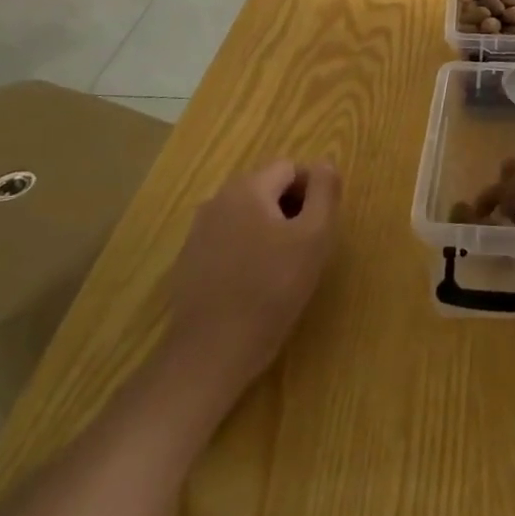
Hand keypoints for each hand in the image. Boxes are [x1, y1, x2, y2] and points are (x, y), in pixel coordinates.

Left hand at [165, 161, 341, 396]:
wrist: (212, 352)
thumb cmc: (272, 289)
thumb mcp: (314, 236)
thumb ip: (324, 192)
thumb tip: (325, 164)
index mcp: (248, 188)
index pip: (291, 168)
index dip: (313, 191)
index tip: (321, 227)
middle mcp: (218, 200)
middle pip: (267, 188)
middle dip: (292, 209)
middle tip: (307, 247)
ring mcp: (198, 231)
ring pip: (248, 215)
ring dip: (270, 229)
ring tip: (283, 266)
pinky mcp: (189, 261)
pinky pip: (228, 239)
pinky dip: (246, 250)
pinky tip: (254, 283)